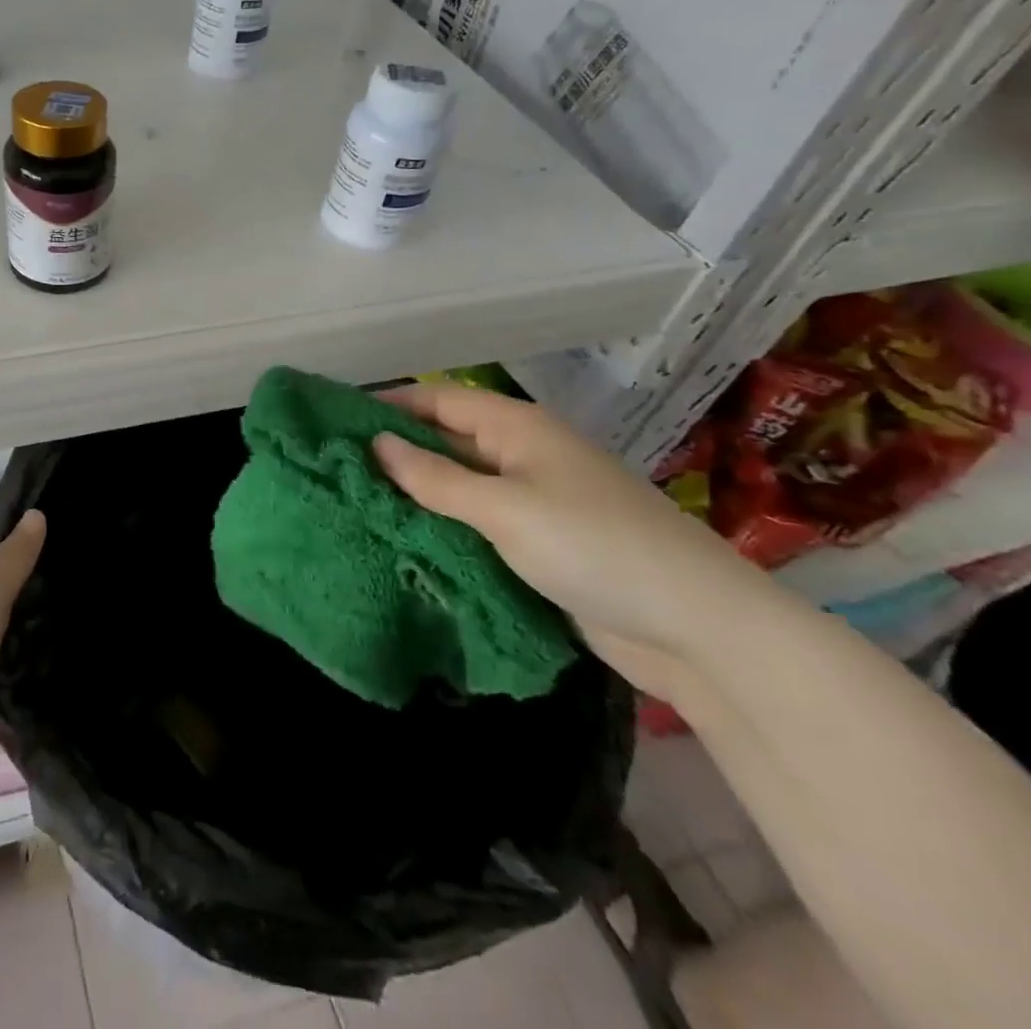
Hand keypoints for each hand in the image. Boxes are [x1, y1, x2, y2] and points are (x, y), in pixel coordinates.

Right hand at [371, 386, 781, 700]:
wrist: (697, 628)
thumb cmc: (594, 547)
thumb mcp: (505, 509)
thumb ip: (435, 478)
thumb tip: (376, 443)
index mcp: (517, 429)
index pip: (437, 401)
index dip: (387, 404)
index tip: (333, 418)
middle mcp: (521, 456)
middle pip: (445, 442)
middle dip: (394, 452)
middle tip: (333, 468)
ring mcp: (532, 502)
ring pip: (458, 488)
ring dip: (414, 495)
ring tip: (352, 504)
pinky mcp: (539, 545)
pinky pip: (476, 526)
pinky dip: (442, 529)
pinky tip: (402, 541)